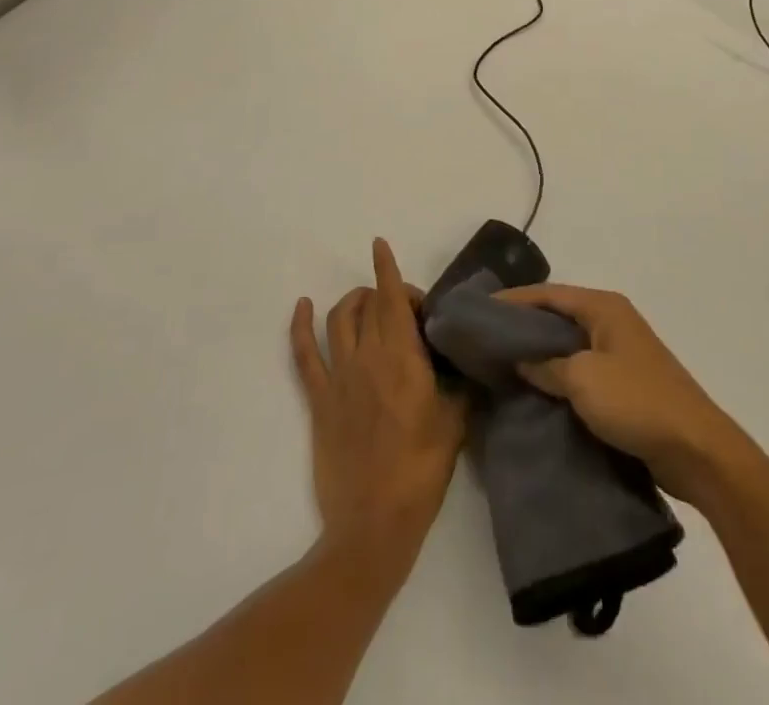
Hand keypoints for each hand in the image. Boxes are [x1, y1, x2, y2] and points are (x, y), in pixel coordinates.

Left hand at [291, 239, 465, 566]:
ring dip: (352, 301)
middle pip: (370, 305)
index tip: (380, 244)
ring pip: (339, 319)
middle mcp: (367, 357)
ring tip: (366, 301)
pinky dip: (300, 326)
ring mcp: (339, 378)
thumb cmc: (422, 471)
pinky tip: (302, 307)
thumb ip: (460, 383)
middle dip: (388, 294)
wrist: (374, 524)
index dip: (387, 269)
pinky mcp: (319, 401)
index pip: (393, 299)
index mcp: (402, 357)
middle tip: (410, 313)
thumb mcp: (457, 422)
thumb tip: (467, 361)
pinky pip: (304, 354)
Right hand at [494, 284, 751, 506]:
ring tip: (502, 366)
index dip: (514, 300)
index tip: (480, 310)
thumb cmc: (637, 401)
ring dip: (540, 354)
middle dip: (524, 326)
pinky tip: (535, 392)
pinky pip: (581, 371)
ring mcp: (620, 353)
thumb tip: (521, 360)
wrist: (695, 450)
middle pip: (558, 316)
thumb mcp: (583, 379)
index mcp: (604, 307)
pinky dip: (557, 377)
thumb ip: (547, 365)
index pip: (549, 294)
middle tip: (486, 339)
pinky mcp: (624, 384)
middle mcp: (612, 322)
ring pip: (569, 345)